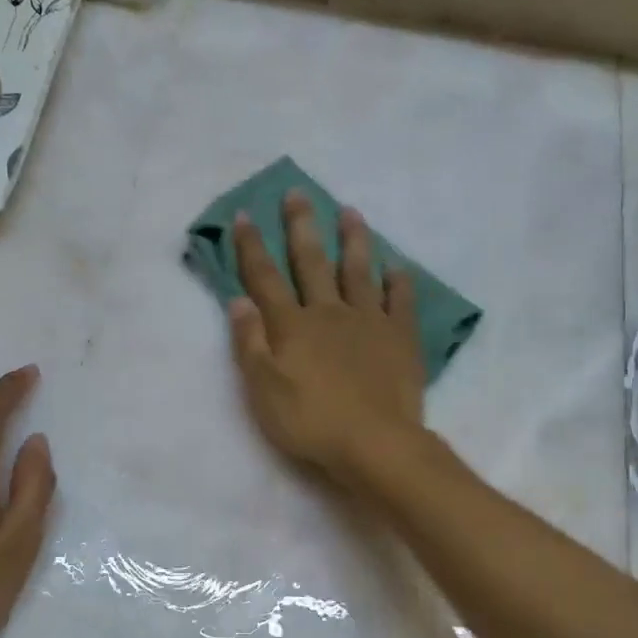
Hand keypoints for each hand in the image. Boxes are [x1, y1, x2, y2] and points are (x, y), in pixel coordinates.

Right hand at [228, 190, 425, 483]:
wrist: (374, 444)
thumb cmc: (311, 421)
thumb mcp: (263, 389)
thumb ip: (249, 343)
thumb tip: (237, 300)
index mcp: (292, 326)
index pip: (265, 278)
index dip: (252, 247)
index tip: (244, 215)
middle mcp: (329, 312)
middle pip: (312, 262)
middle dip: (301, 227)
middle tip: (298, 193)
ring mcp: (368, 321)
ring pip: (358, 271)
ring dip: (352, 240)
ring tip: (350, 211)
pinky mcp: (400, 338)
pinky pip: (399, 300)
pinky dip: (397, 281)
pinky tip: (396, 266)